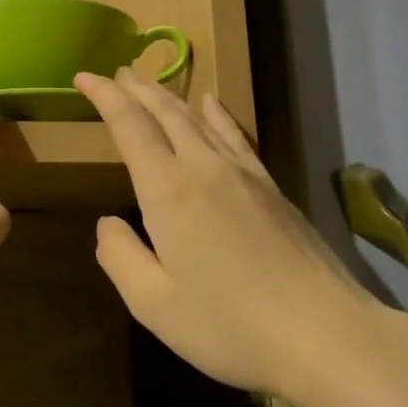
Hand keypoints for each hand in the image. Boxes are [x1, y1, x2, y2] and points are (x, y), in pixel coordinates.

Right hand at [77, 69, 364, 400]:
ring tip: (150, 85)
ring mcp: (243, 173)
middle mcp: (203, 166)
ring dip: (169, 97)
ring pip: (198, 118)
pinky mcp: (271, 186)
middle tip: (115, 73)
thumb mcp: (154, 304)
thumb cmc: (229, 324)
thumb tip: (107, 223)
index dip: (105, 96)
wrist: (324, 332)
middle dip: (136, 89)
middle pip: (165, 112)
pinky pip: (235, 135)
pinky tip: (212, 103)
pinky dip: (217, 114)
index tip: (83, 76)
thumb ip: (120, 257)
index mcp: (168, 190)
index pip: (130, 125)